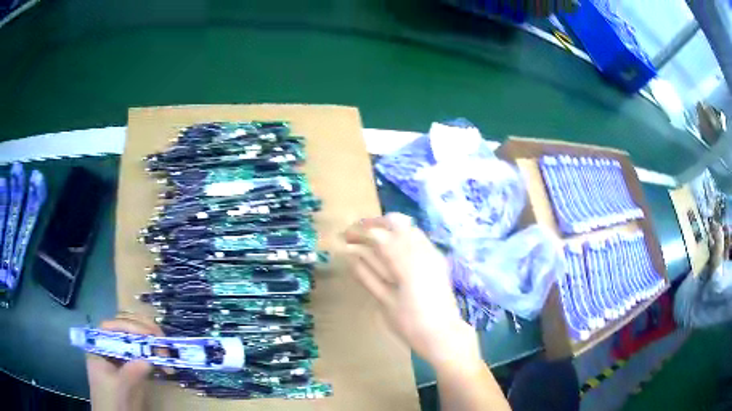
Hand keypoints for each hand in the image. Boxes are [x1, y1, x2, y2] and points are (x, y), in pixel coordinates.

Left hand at [87, 314, 162, 410]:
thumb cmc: (112, 401)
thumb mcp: (120, 387)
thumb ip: (131, 372)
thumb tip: (149, 360)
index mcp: (99, 348)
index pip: (111, 328)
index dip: (128, 326)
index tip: (148, 334)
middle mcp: (109, 348)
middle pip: (124, 331)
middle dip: (143, 332)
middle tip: (161, 339)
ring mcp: (121, 358)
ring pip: (135, 342)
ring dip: (151, 343)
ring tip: (166, 350)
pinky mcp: (132, 368)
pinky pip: (143, 357)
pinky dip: (155, 357)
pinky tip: (165, 364)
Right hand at [344, 213, 479, 368]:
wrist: (443, 334)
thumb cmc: (409, 323)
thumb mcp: (384, 301)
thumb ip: (367, 275)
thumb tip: (350, 256)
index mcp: (405, 261)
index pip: (378, 234)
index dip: (358, 231)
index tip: (344, 236)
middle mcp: (421, 250)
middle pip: (396, 222)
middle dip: (374, 223)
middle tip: (358, 233)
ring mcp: (433, 252)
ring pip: (409, 227)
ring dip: (389, 228)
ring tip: (372, 240)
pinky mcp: (439, 259)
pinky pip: (419, 238)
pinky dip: (403, 237)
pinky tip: (393, 249)